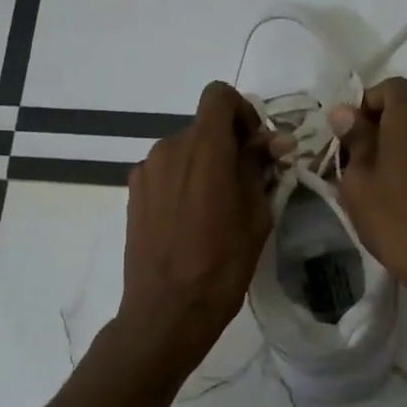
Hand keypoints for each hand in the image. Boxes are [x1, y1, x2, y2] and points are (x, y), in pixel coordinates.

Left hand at [117, 81, 277, 371]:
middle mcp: (169, 148)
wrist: (166, 311)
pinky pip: (166, 171)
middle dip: (227, 144)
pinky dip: (183, 181)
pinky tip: (190, 219)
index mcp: (204, 149)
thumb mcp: (256, 216)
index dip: (242, 111)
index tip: (255, 145)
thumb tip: (273, 140)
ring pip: (184, 149)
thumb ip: (260, 168)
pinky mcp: (133, 192)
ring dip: (204, 164)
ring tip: (216, 207)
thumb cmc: (221, 266)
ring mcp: (146, 170)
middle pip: (203, 126)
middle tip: (246, 183)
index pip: (219, 95)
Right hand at [328, 78, 406, 294]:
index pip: (391, 87)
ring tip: (378, 183)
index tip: (348, 134)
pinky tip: (403, 196)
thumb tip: (345, 112)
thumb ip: (354, 140)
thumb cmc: (397, 220)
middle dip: (380, 127)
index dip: (366, 103)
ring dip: (399, 147)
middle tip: (356, 162)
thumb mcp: (360, 182)